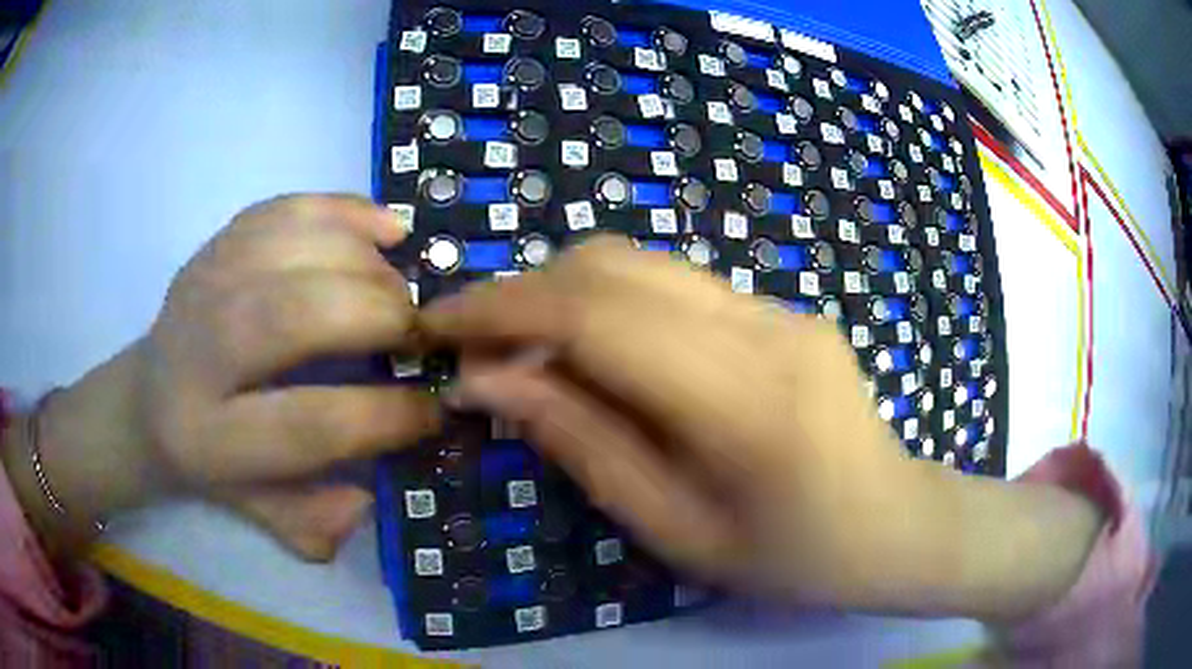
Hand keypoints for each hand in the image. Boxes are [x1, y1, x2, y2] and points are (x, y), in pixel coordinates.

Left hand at [6, 195, 439, 559]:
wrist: (149, 395)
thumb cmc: (209, 459)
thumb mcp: (257, 510)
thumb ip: (316, 518)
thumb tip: (374, 492)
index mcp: (209, 438)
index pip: (310, 425)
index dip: (387, 416)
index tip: (433, 408)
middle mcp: (199, 350)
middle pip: (296, 315)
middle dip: (381, 318)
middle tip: (422, 334)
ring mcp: (204, 280)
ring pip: (296, 248)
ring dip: (369, 264)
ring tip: (401, 291)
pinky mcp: (218, 240)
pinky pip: (290, 208)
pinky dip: (347, 211)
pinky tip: (383, 232)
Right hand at [420, 237, 1102, 619]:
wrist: (894, 524)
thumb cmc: (792, 558)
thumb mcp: (676, 531)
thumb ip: (583, 445)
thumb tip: (490, 382)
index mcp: (745, 402)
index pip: (596, 316)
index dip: (502, 309)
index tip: (437, 325)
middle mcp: (765, 327)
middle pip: (615, 267)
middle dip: (524, 293)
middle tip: (474, 343)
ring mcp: (781, 307)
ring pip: (643, 265)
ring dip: (565, 295)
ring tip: (524, 350)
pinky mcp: (783, 309)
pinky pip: (677, 287)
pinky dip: (614, 307)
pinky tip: (598, 356)